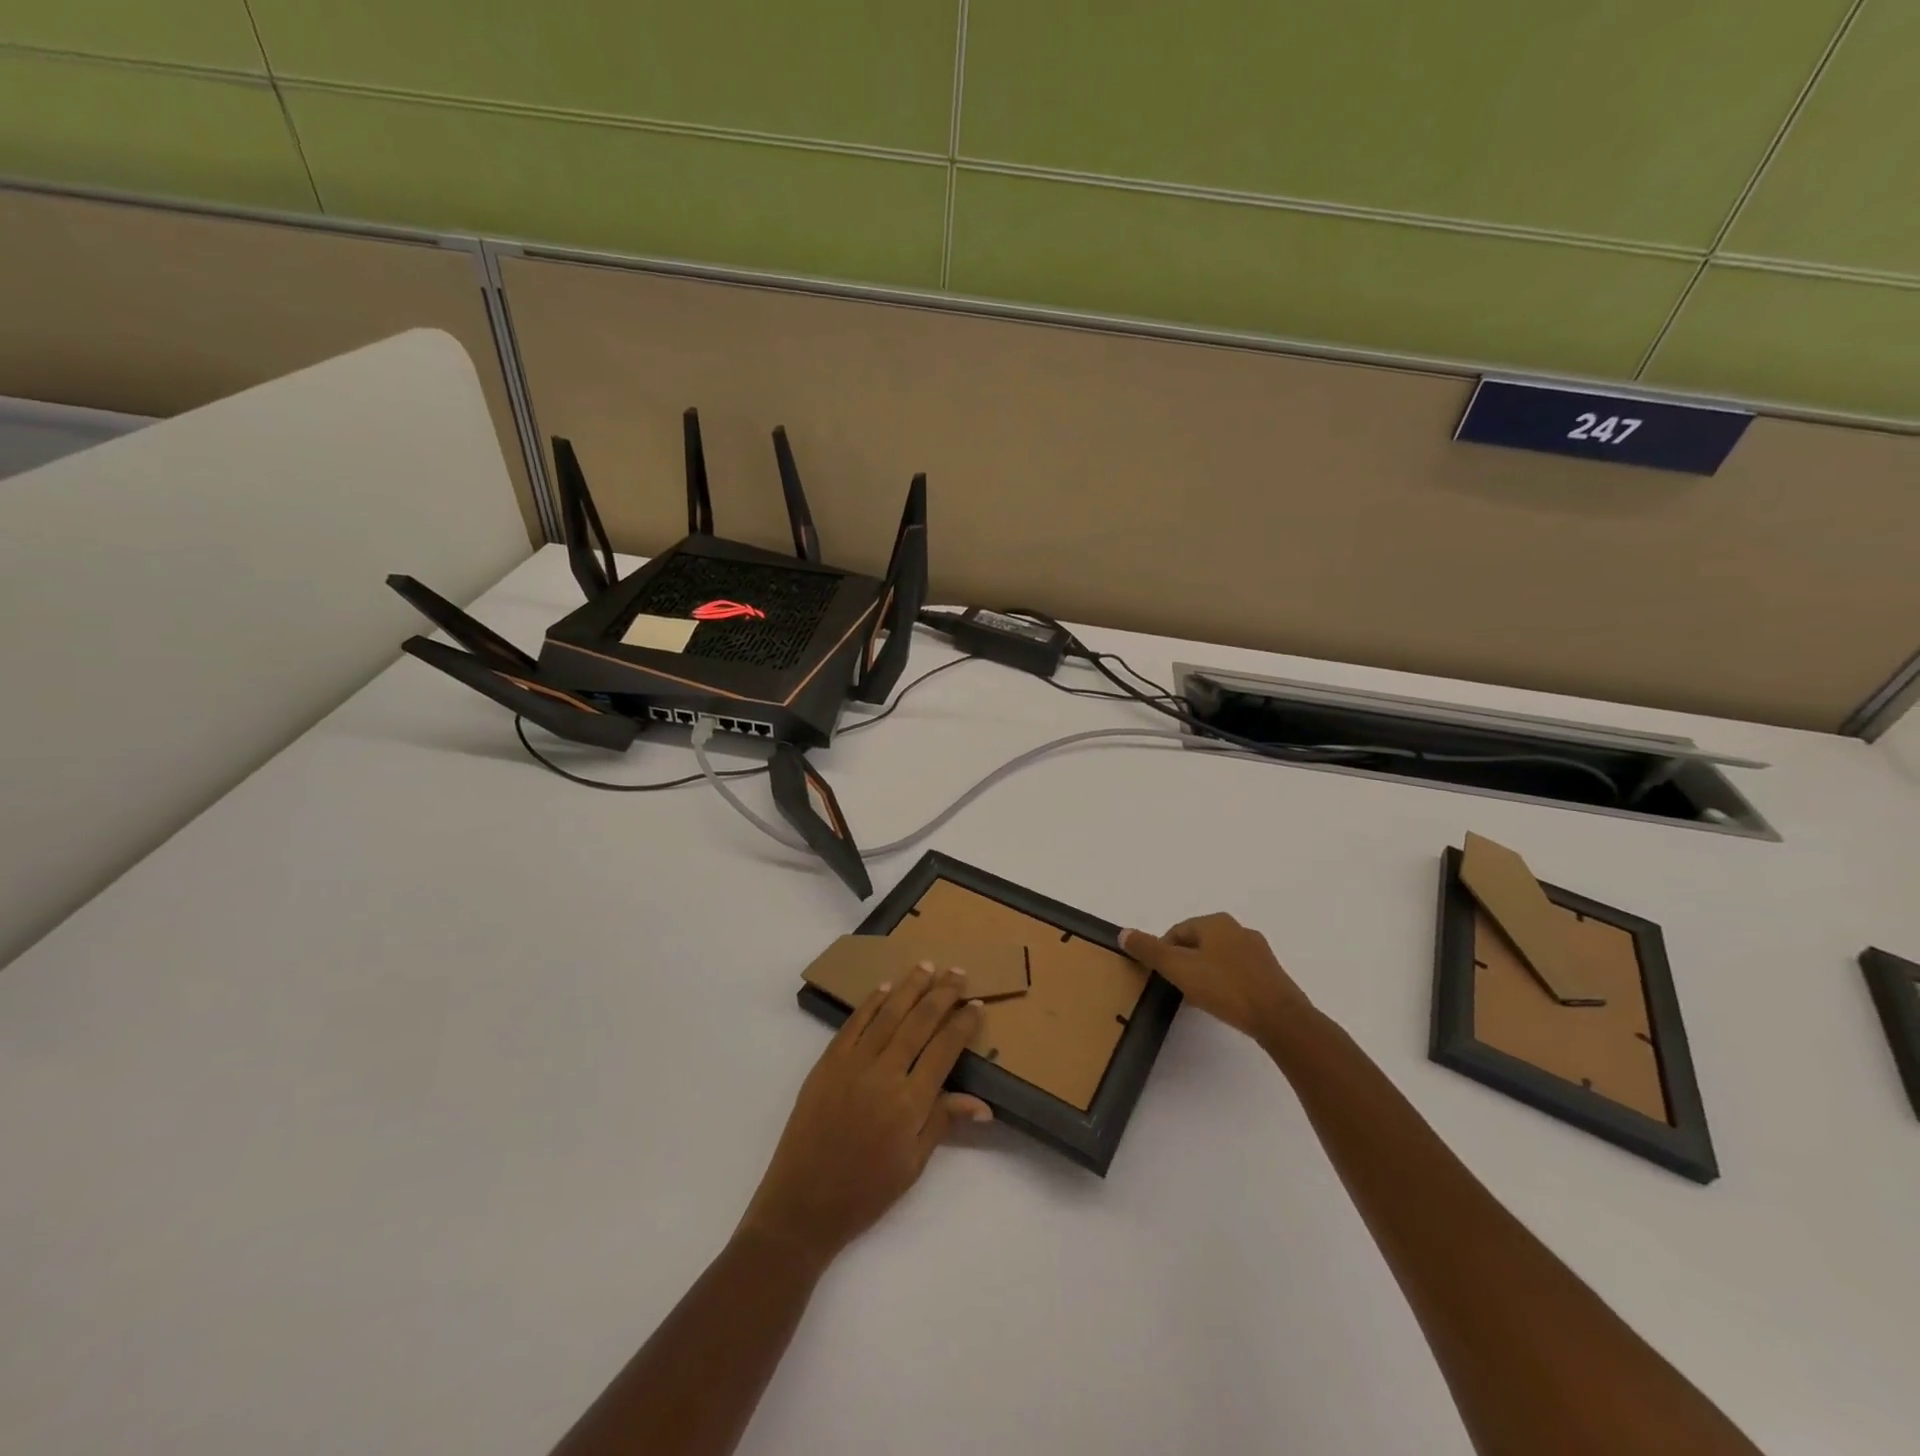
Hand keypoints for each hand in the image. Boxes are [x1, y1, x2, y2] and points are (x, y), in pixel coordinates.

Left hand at [739, 964, 991, 1269]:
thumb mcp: (913, 1165)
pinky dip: (871, 1003)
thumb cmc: (865, 1192)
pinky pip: (853, 1024)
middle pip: (919, 1022)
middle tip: (958, 972)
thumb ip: (943, 1123)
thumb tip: (983, 1104)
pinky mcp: (827, 1063)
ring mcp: (853, 1064)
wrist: (803, 1204)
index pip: (944, 1049)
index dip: (962, 1024)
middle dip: (942, 994)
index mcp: (910, 1102)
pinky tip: (885, 988)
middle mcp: (884, 1074)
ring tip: (927, 965)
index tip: (976, 1004)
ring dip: (910, 987)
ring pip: (888, 1014)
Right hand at [1121, 914, 1313, 1048]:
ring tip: (1199, 999)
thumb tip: (1123, 933)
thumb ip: (1150, 951)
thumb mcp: (1179, 968)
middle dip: (1184, 963)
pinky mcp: (1270, 973)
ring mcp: (1258, 951)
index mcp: (1215, 922)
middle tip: (1178, 989)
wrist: (1280, 1018)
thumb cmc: (1225, 988)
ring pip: (1217, 958)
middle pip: (1197, 943)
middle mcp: (1238, 929)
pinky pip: (1237, 972)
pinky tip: (1223, 1003)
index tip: (1162, 978)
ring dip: (1204, 974)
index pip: (1176, 932)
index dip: (1164, 954)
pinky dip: (1224, 983)